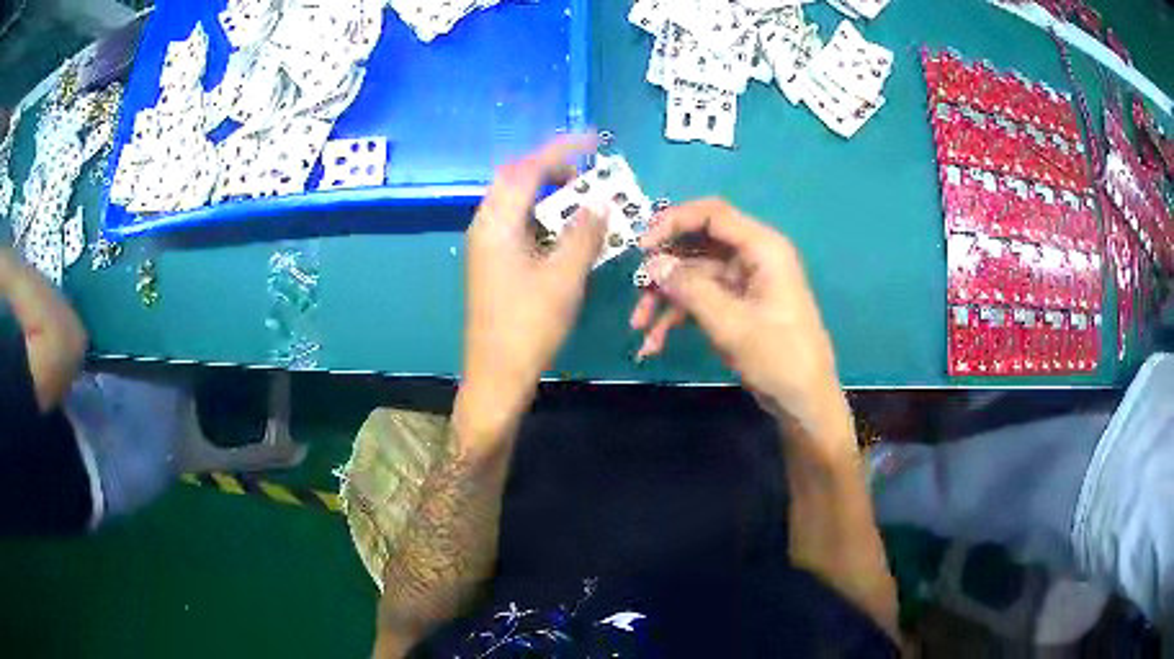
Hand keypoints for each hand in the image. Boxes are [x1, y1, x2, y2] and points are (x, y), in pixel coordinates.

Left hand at [459, 135, 606, 441]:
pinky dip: (542, 215)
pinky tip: (565, 228)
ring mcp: (486, 244)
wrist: (496, 373)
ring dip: (547, 191)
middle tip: (588, 173)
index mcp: (496, 224)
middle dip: (552, 168)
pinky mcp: (492, 261)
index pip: (527, 169)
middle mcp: (485, 226)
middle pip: (515, 178)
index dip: (561, 150)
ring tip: (582, 196)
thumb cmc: (529, 326)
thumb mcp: (564, 278)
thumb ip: (583, 234)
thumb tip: (600, 202)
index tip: (593, 141)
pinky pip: (517, 222)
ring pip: (515, 200)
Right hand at [633, 199, 854, 460]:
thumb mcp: (731, 324)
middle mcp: (752, 258)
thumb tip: (652, 264)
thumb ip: (690, 289)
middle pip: (697, 246)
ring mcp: (743, 283)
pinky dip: (677, 317)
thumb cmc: (779, 357)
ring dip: (665, 300)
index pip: (712, 214)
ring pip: (693, 276)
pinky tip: (654, 344)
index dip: (673, 221)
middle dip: (664, 270)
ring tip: (640, 328)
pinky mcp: (736, 306)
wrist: (804, 400)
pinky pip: (700, 300)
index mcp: (762, 248)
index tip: (641, 247)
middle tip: (637, 293)